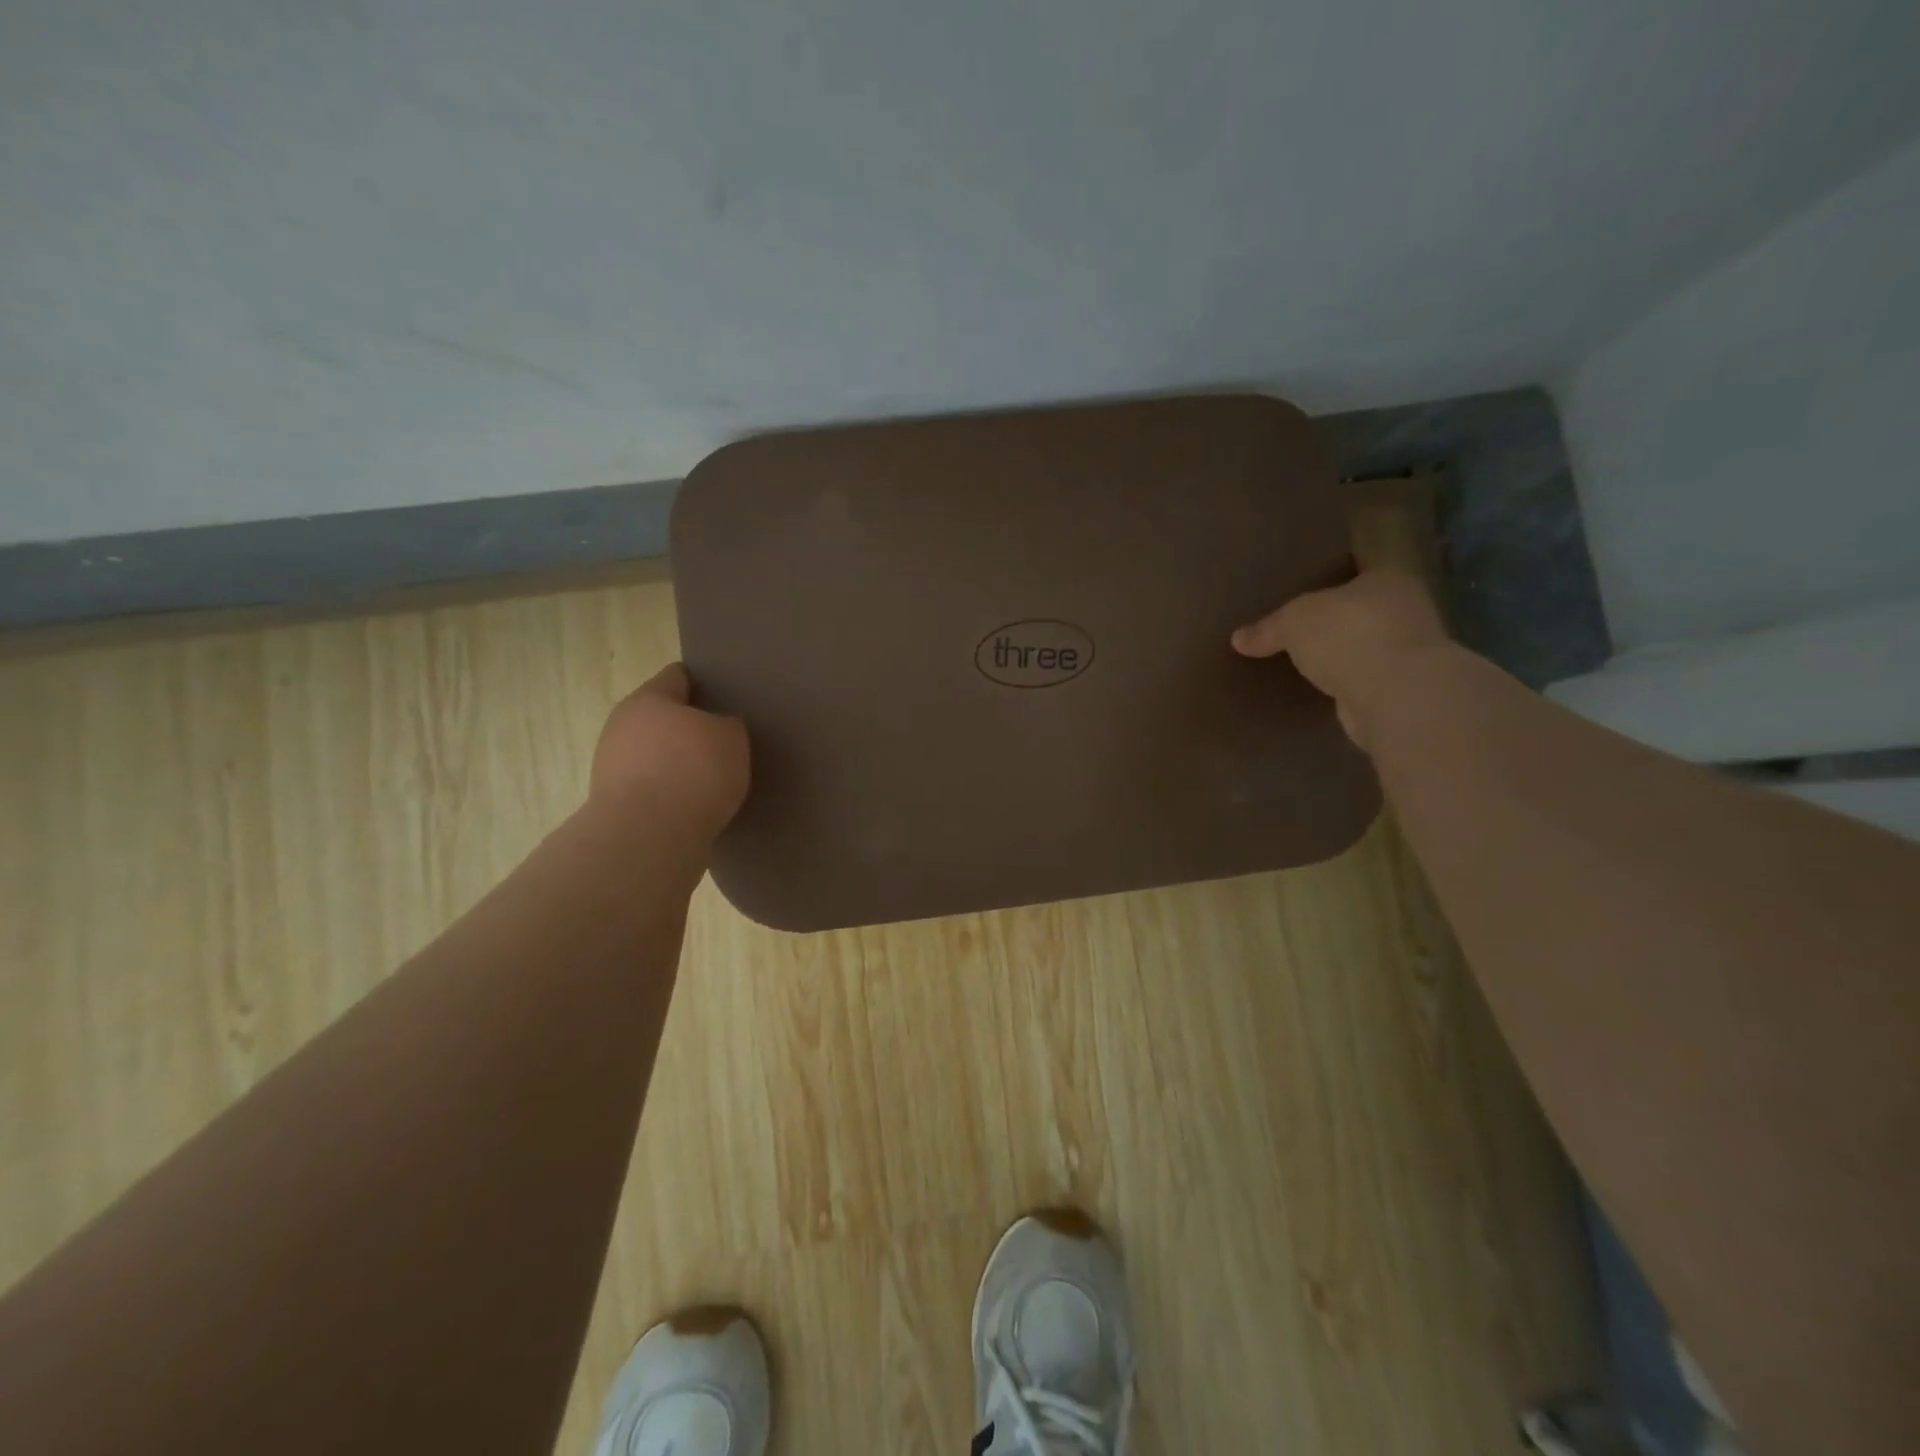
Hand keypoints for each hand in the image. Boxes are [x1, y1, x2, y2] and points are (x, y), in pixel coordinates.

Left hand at [590, 664, 749, 836]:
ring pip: (653, 755)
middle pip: (661, 718)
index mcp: (648, 699)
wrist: (649, 837)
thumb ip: (727, 725)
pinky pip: (651, 790)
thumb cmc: (693, 771)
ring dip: (677, 764)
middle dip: (689, 728)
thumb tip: (717, 729)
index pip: (677, 676)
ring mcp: (611, 768)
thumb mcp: (732, 737)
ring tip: (711, 780)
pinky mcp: (614, 806)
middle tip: (722, 740)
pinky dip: (670, 794)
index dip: (703, 682)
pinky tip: (695, 806)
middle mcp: (621, 726)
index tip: (725, 694)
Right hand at [1231, 567, 1446, 749]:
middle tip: (1299, 623)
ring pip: (1365, 644)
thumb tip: (1237, 639)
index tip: (1309, 580)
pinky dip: (1345, 681)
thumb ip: (1268, 628)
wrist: (1395, 695)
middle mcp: (1406, 609)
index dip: (1335, 571)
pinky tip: (1320, 686)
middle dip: (1336, 616)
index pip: (1360, 566)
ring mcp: (1408, 651)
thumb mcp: (1293, 622)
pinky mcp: (1401, 689)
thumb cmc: (1348, 635)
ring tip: (1305, 658)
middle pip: (1363, 607)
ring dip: (1342, 652)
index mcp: (1388, 578)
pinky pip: (1363, 677)